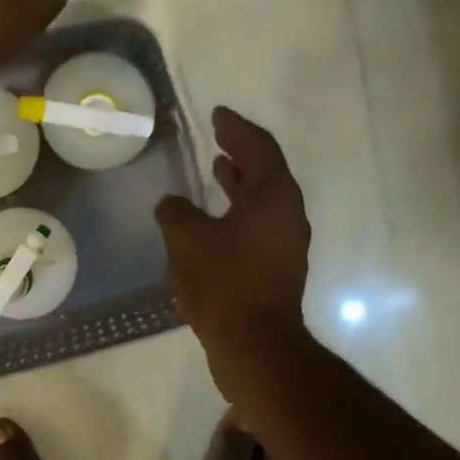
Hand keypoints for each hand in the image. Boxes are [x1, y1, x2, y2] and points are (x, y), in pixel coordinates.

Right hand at [156, 107, 311, 383]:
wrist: (253, 344)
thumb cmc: (223, 281)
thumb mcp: (186, 238)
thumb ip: (175, 212)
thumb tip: (172, 205)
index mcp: (274, 196)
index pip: (259, 147)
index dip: (236, 128)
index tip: (218, 115)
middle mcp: (287, 215)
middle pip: (265, 173)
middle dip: (240, 154)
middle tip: (218, 137)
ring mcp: (285, 245)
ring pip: (261, 203)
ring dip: (238, 186)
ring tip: (216, 171)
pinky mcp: (276, 270)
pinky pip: (256, 228)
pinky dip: (236, 215)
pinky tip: (211, 224)